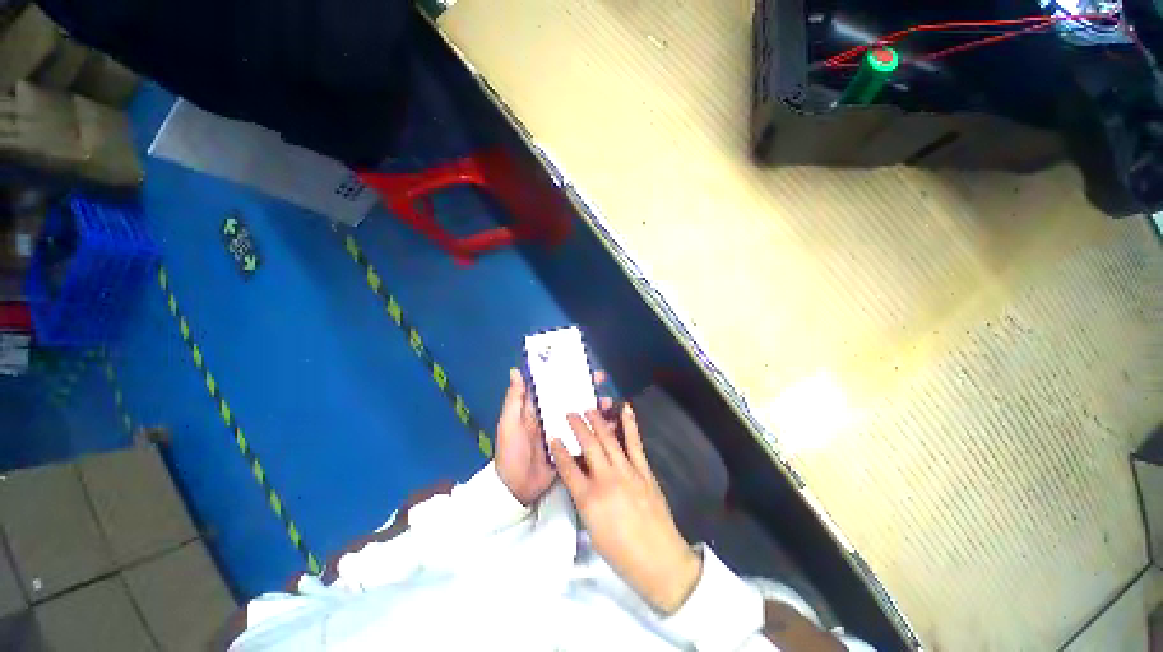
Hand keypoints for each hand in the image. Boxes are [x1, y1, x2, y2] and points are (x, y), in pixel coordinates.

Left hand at [495, 368, 612, 504]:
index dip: (565, 374)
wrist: (517, 489)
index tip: (579, 364)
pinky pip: (586, 433)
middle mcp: (551, 416)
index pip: (553, 386)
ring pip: (581, 414)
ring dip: (595, 406)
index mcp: (536, 408)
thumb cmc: (511, 452)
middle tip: (601, 379)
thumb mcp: (509, 424)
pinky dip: (597, 428)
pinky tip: (611, 424)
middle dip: (586, 387)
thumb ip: (514, 399)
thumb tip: (515, 371)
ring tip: (608, 403)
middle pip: (571, 397)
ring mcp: (562, 431)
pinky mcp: (571, 446)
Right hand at [552, 406, 702, 614]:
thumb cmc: (620, 553)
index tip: (553, 437)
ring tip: (589, 408)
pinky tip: (625, 409)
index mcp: (589, 499)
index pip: (568, 468)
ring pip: (609, 439)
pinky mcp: (643, 470)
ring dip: (598, 421)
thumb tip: (580, 478)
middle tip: (570, 413)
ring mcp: (627, 472)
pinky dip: (630, 424)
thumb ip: (584, 500)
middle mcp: (606, 479)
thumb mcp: (592, 530)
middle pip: (588, 446)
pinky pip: (635, 443)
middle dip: (578, 426)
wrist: (659, 559)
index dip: (559, 451)